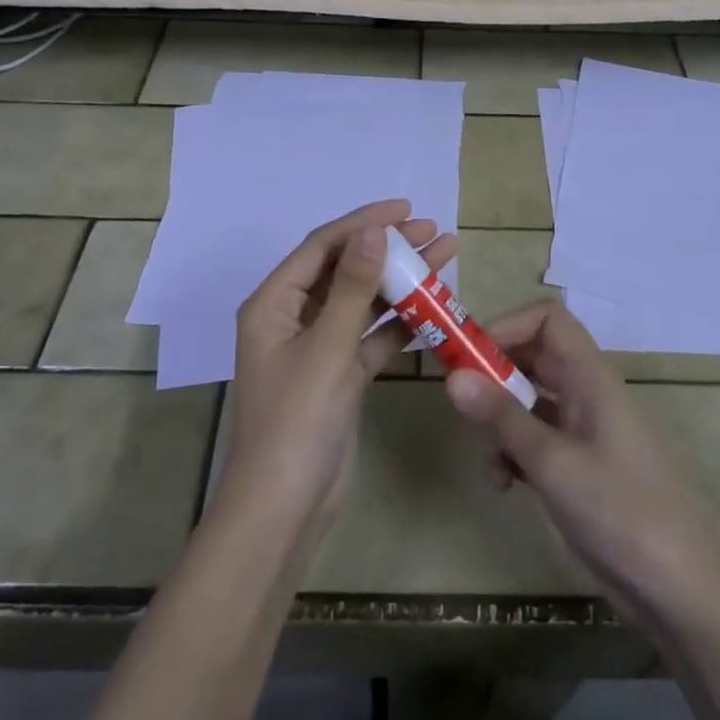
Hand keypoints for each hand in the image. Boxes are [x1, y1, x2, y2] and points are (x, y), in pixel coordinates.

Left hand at [216, 199, 456, 547]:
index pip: (322, 247)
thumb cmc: (296, 421)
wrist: (285, 509)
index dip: (363, 222)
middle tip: (434, 232)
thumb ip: (352, 287)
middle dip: (388, 249)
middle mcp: (293, 318)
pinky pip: (371, 336)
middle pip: (345, 269)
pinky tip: (434, 307)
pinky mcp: (339, 374)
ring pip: (362, 302)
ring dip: (400, 282)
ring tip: (445, 257)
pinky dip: (399, 322)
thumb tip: (371, 228)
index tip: (406, 209)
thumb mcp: (327, 347)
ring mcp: (317, 347)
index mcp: (273, 304)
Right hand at [443, 300, 719, 623]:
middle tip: (461, 403)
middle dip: (494, 375)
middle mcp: (587, 394)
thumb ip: (502, 417)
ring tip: (490, 461)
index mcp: (590, 378)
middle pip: (533, 357)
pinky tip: (506, 486)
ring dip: (500, 422)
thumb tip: (452, 376)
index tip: (469, 355)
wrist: (683, 591)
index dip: (507, 325)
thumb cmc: (623, 513)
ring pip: (529, 401)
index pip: (548, 319)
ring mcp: (584, 432)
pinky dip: (514, 453)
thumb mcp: (554, 463)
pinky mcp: (579, 467)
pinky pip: (536, 439)